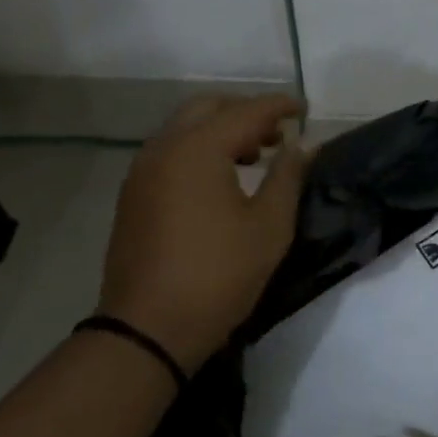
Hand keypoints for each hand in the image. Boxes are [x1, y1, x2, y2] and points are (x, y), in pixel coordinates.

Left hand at [99, 94, 308, 372]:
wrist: (147, 329)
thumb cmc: (218, 275)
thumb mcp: (269, 226)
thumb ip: (287, 176)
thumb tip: (302, 145)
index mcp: (198, 148)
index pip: (246, 111)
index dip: (278, 106)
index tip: (304, 108)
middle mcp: (164, 148)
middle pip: (207, 108)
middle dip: (244, 111)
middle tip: (277, 132)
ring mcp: (142, 171)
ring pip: (184, 129)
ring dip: (219, 130)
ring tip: (254, 155)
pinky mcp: (133, 195)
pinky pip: (169, 152)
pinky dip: (198, 149)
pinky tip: (220, 179)